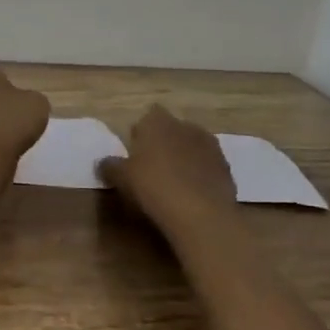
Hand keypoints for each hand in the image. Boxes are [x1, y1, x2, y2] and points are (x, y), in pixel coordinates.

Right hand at [97, 105, 236, 236]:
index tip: (136, 151)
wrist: (200, 213)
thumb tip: (103, 162)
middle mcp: (185, 125)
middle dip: (164, 143)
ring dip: (185, 157)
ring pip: (192, 145)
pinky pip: (207, 165)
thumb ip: (110, 166)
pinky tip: (192, 193)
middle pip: (172, 129)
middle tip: (153, 167)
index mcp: (157, 122)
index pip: (148, 116)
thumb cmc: (153, 187)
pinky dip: (200, 174)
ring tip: (174, 182)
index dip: (142, 133)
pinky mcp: (226, 167)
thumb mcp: (121, 178)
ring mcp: (210, 145)